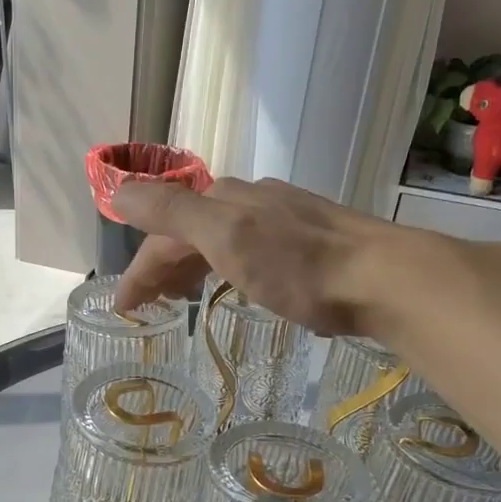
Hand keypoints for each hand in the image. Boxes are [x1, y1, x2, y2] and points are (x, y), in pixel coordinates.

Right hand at [111, 178, 407, 335]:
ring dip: (191, 266)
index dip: (139, 269)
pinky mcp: (306, 239)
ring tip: (184, 298)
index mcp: (223, 198)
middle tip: (151, 306)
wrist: (382, 278)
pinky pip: (246, 248)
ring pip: (218, 238)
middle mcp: (248, 199)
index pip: (164, 231)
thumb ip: (171, 212)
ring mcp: (280, 217)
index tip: (125, 309)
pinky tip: (235, 282)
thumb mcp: (227, 238)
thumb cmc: (299, 266)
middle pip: (189, 231)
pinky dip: (224, 267)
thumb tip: (118, 191)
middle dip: (162, 266)